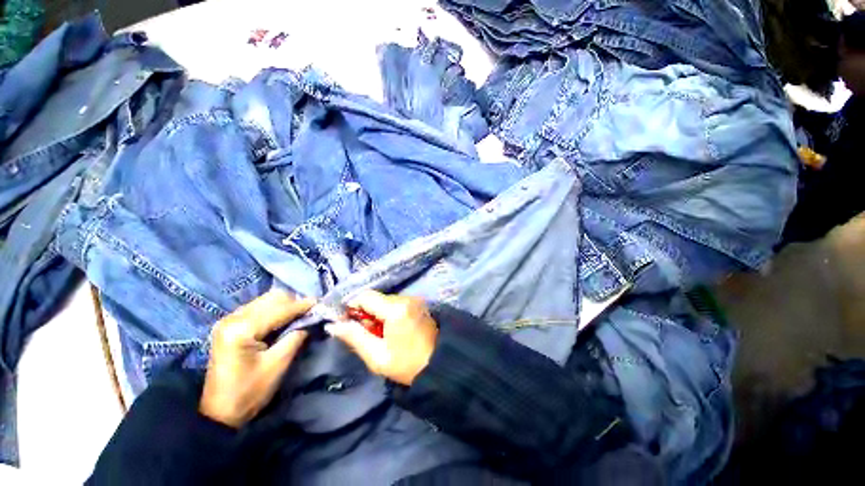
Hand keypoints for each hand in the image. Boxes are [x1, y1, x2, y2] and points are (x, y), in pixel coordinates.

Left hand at [200, 290, 312, 427]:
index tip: (322, 304)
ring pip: (266, 300)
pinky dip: (275, 310)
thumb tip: (313, 319)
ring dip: (286, 305)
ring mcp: (229, 319)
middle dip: (295, 303)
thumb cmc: (249, 392)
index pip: (280, 308)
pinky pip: (259, 307)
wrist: (219, 412)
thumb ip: (296, 337)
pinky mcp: (230, 324)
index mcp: (242, 329)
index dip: (303, 306)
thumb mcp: (277, 365)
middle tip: (310, 313)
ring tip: (299, 316)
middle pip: (272, 297)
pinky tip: (283, 321)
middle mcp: (233, 317)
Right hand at [325, 290, 437, 385]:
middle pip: (376, 297)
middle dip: (366, 313)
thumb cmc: (406, 365)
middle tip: (367, 334)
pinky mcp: (418, 303)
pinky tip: (392, 329)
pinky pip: (397, 303)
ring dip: (377, 313)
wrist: (439, 365)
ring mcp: (414, 299)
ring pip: (386, 300)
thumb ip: (354, 337)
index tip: (348, 323)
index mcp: (396, 309)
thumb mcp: (377, 356)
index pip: (365, 296)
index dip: (352, 307)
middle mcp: (406, 298)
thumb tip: (333, 325)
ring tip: (380, 334)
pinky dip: (389, 313)